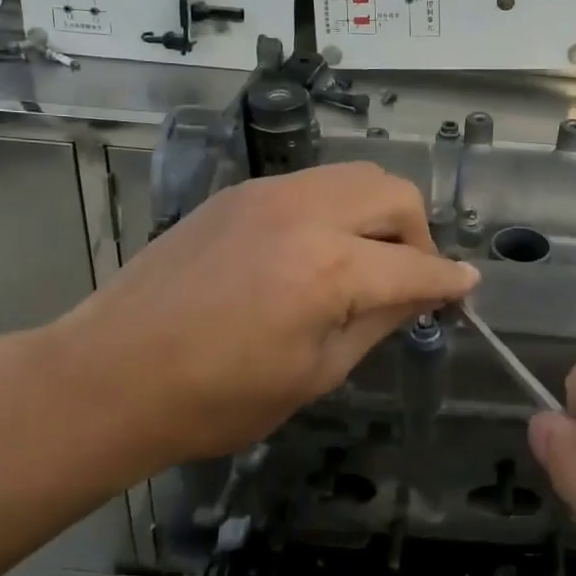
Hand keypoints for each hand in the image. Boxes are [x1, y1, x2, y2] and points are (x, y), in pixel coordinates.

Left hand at [32, 164, 477, 482]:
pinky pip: (312, 185)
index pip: (417, 265)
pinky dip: (336, 209)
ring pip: (354, 176)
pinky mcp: (238, 193)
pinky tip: (317, 251)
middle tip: (410, 277)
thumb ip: (379, 322)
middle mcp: (306, 212)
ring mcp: (268, 194)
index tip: (466, 291)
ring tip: (367, 260)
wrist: (109, 375)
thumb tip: (422, 296)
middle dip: (419, 234)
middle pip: (394, 194)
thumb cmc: (217, 398)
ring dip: (379, 213)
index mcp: (331, 268)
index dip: (450, 282)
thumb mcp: (316, 373)